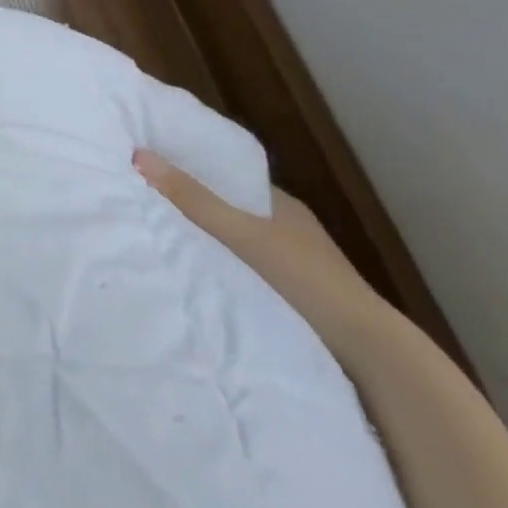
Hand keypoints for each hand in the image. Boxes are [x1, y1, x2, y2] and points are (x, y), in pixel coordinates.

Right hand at [133, 148, 396, 362]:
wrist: (369, 353)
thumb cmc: (306, 279)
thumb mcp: (242, 234)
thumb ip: (192, 199)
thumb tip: (138, 154)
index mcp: (281, 205)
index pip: (228, 176)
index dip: (193, 168)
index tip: (152, 164)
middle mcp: (286, 229)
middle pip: (229, 208)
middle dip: (192, 204)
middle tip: (143, 197)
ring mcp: (291, 265)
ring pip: (235, 241)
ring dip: (205, 239)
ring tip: (158, 235)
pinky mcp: (290, 297)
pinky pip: (240, 269)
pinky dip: (217, 267)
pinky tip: (192, 273)